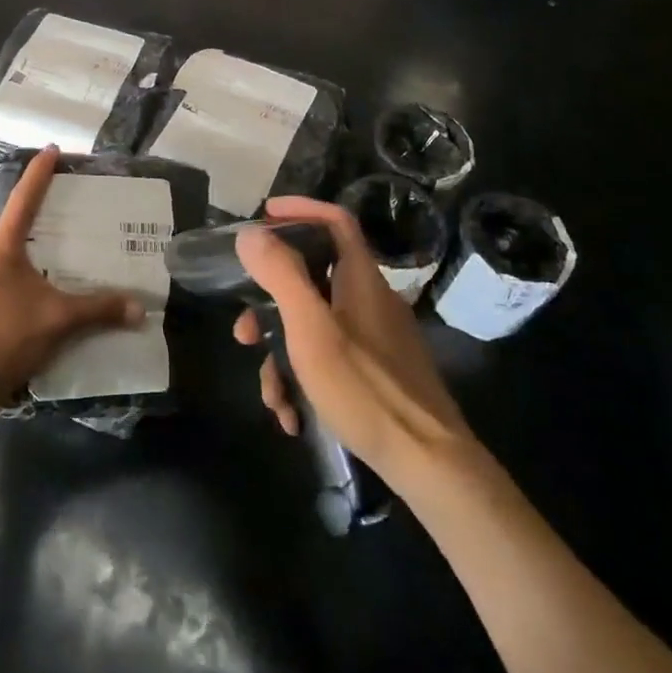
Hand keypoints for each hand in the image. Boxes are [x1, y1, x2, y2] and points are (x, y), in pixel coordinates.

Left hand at [0, 146, 144, 405]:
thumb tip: (139, 309)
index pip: (22, 200)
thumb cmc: (10, 338)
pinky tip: (1, 305)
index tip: (49, 151)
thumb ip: (100, 310)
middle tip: (26, 242)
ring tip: (17, 277)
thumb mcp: (61, 320)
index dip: (37, 174)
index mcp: (0, 249)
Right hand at [235, 196, 473, 494]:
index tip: (264, 215)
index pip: (335, 221)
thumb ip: (280, 276)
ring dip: (282, 357)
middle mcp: (370, 301)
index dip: (301, 209)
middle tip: (243, 332)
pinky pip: (330, 360)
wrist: (428, 462)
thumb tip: (251, 234)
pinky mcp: (377, 373)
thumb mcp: (311, 328)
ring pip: (314, 328)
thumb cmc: (365, 387)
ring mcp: (376, 339)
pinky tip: (294, 416)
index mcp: (361, 280)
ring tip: (272, 397)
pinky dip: (305, 380)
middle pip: (312, 280)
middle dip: (270, 307)